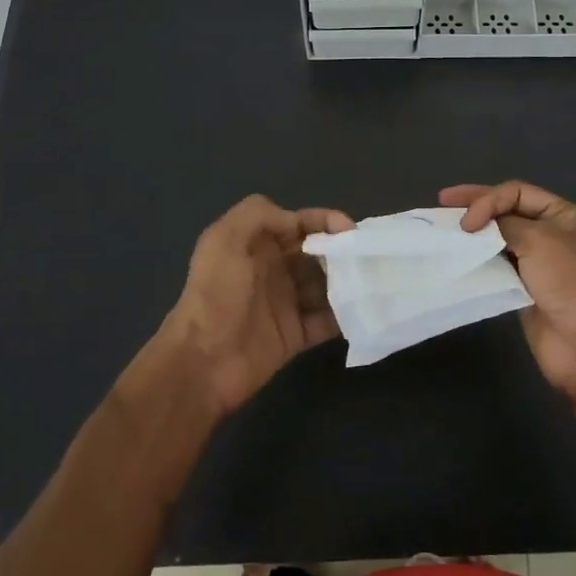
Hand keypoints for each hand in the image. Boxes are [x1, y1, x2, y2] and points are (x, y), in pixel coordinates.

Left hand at [157, 195, 353, 416]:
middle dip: (342, 253)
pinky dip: (345, 316)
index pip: (298, 224)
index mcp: (256, 244)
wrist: (202, 361)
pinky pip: (326, 321)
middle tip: (367, 260)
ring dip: (348, 283)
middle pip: (317, 254)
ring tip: (373, 284)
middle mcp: (273, 270)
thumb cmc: (216, 294)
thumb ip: (259, 214)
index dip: (325, 221)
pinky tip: (364, 311)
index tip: (351, 231)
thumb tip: (299, 222)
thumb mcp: (225, 239)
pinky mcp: (294, 336)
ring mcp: (285, 304)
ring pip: (326, 286)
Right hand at [440, 181, 575, 404]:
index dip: (488, 199)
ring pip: (498, 237)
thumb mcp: (539, 240)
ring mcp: (536, 261)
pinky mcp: (522, 286)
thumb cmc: (568, 282)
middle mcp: (550, 233)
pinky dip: (477, 258)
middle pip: (506, 210)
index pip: (516, 192)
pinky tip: (458, 256)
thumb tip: (479, 224)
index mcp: (562, 215)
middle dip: (476, 206)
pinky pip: (495, 264)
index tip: (467, 220)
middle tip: (442, 202)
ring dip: (474, 233)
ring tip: (445, 230)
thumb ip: (504, 224)